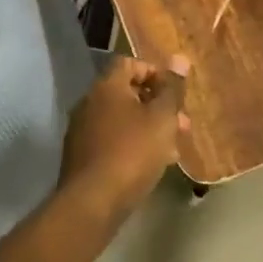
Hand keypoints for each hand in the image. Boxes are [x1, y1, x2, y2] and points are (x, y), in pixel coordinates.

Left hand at [60, 54, 191, 208]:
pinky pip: (111, 141)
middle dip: (157, 106)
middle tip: (181, 125)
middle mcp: (89, 102)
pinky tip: (151, 165)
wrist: (92, 203)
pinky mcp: (81, 156)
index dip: (154, 73)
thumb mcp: (162, 119)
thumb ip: (172, 89)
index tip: (173, 93)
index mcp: (107, 86)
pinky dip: (131, 145)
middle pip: (127, 93)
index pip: (129, 63)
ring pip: (121, 120)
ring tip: (172, 149)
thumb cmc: (132, 152)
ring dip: (147, 128)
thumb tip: (180, 58)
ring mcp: (82, 130)